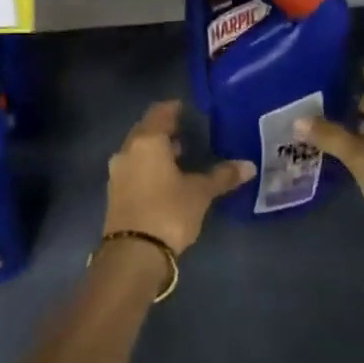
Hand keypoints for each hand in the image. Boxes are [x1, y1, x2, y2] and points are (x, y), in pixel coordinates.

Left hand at [103, 101, 254, 254]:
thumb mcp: (200, 193)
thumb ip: (222, 176)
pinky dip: (148, 167)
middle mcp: (127, 151)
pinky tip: (165, 178)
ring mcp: (117, 173)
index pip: (160, 112)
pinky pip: (133, 169)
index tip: (188, 110)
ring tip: (180, 155)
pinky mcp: (115, 193)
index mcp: (147, 141)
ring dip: (156, 150)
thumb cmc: (168, 212)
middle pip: (146, 130)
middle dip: (164, 130)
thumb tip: (248, 166)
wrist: (133, 254)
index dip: (174, 108)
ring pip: (138, 151)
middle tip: (187, 131)